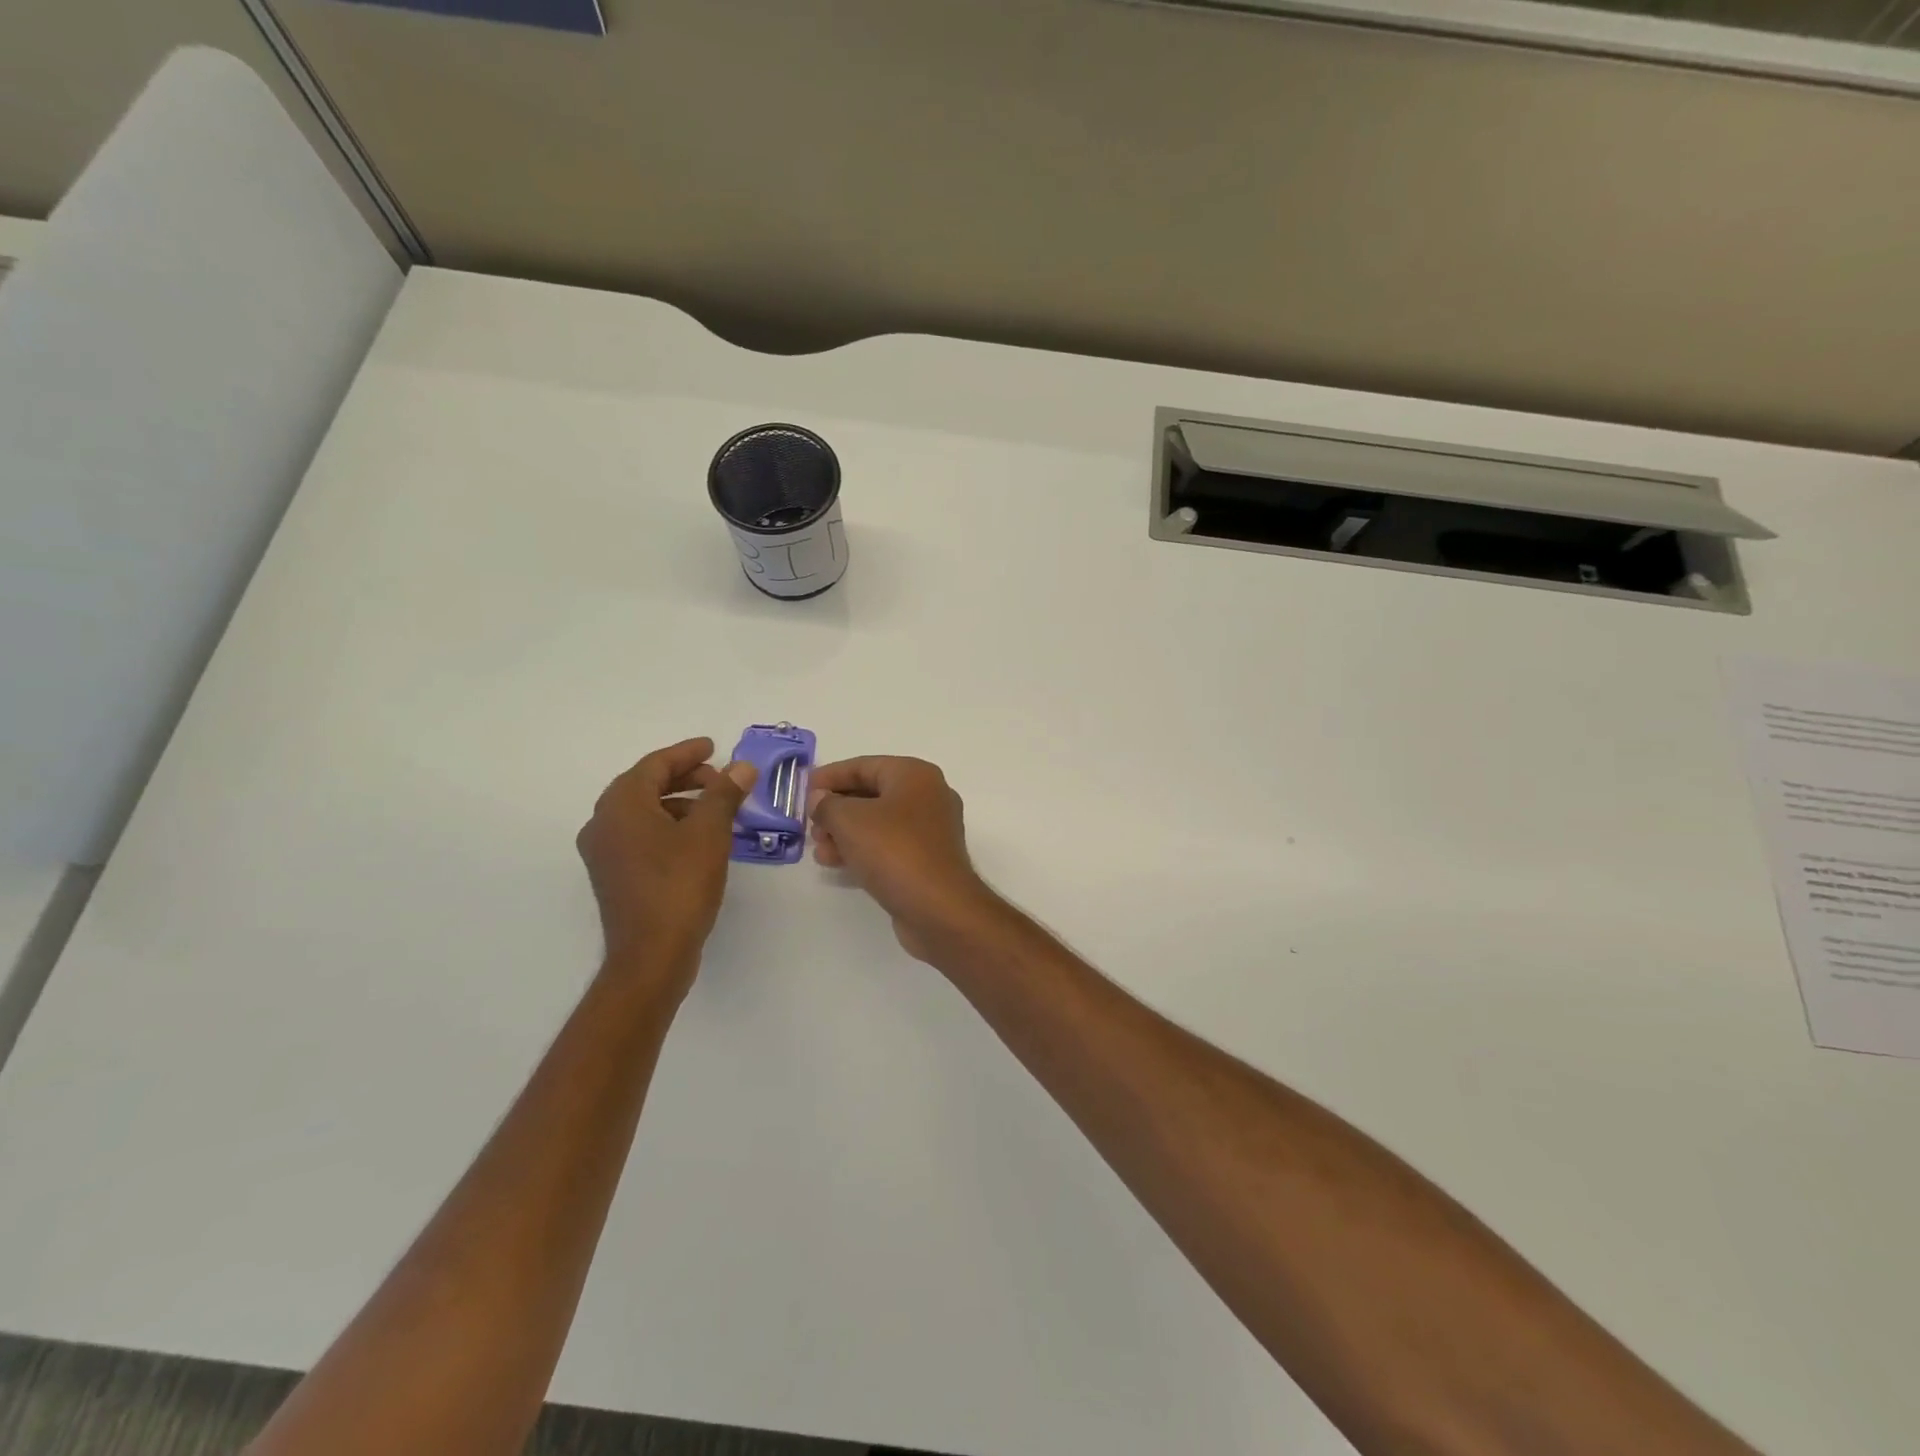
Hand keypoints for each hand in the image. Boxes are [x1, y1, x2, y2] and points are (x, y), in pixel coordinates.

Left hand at [577, 738, 754, 986]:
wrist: (651, 954)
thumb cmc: (680, 885)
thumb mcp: (710, 833)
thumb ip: (725, 793)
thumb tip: (742, 766)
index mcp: (621, 805)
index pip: (655, 765)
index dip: (687, 753)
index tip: (714, 746)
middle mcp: (603, 822)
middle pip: (646, 785)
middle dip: (685, 778)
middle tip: (721, 778)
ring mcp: (604, 852)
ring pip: (644, 812)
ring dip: (679, 803)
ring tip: (716, 809)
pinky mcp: (613, 875)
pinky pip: (641, 835)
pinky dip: (669, 826)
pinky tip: (698, 839)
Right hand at [807, 757, 1006, 960]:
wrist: (939, 907)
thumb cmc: (894, 851)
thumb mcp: (850, 820)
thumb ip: (827, 804)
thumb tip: (820, 799)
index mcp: (915, 775)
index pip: (864, 765)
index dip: (830, 776)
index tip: (802, 789)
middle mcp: (928, 796)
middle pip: (871, 794)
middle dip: (836, 809)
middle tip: (810, 826)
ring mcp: (931, 830)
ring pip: (878, 823)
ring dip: (845, 833)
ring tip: (819, 850)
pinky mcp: (928, 859)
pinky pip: (889, 846)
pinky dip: (863, 850)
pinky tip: (837, 864)